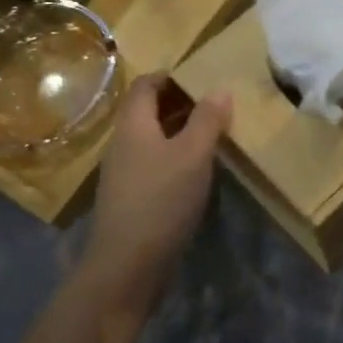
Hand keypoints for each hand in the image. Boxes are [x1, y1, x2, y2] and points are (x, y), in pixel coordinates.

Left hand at [80, 74, 230, 320]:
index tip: (202, 77)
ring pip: (152, 138)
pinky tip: (197, 171)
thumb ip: (207, 119)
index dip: (171, 76)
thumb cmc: (160, 200)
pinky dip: (174, 157)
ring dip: (179, 131)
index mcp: (133, 124)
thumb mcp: (193, 155)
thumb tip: (220, 89)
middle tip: (215, 104)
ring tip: (213, 134)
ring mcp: (123, 172)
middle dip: (180, 103)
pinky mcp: (130, 198)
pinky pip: (153, 163)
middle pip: (148, 110)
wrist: (126, 266)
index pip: (146, 84)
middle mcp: (122, 142)